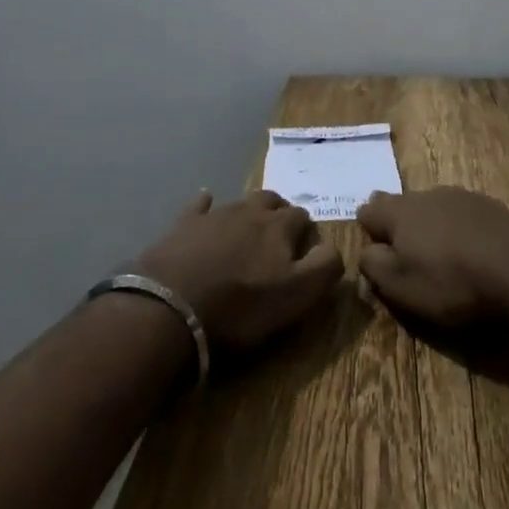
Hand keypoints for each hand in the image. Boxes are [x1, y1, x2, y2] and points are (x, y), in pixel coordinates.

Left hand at [134, 190, 344, 351]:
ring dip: (249, 212)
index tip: (305, 253)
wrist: (173, 306)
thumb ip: (324, 268)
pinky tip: (205, 204)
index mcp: (279, 227)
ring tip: (249, 228)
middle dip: (280, 213)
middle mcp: (250, 211)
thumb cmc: (240, 306)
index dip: (307, 233)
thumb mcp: (296, 296)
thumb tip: (335, 248)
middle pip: (273, 201)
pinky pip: (199, 205)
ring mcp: (215, 214)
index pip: (303, 217)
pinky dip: (205, 204)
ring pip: (240, 202)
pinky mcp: (184, 224)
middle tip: (279, 237)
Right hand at [356, 188, 508, 327]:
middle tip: (407, 254)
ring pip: (432, 207)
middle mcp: (424, 195)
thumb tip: (366, 252)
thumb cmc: (451, 280)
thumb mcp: (401, 286)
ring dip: (430, 226)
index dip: (368, 230)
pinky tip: (471, 252)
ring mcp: (458, 196)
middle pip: (401, 204)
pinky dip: (459, 229)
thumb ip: (375, 266)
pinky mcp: (487, 205)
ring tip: (441, 256)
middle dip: (399, 225)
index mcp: (398, 212)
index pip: (368, 210)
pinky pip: (461, 214)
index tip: (376, 253)